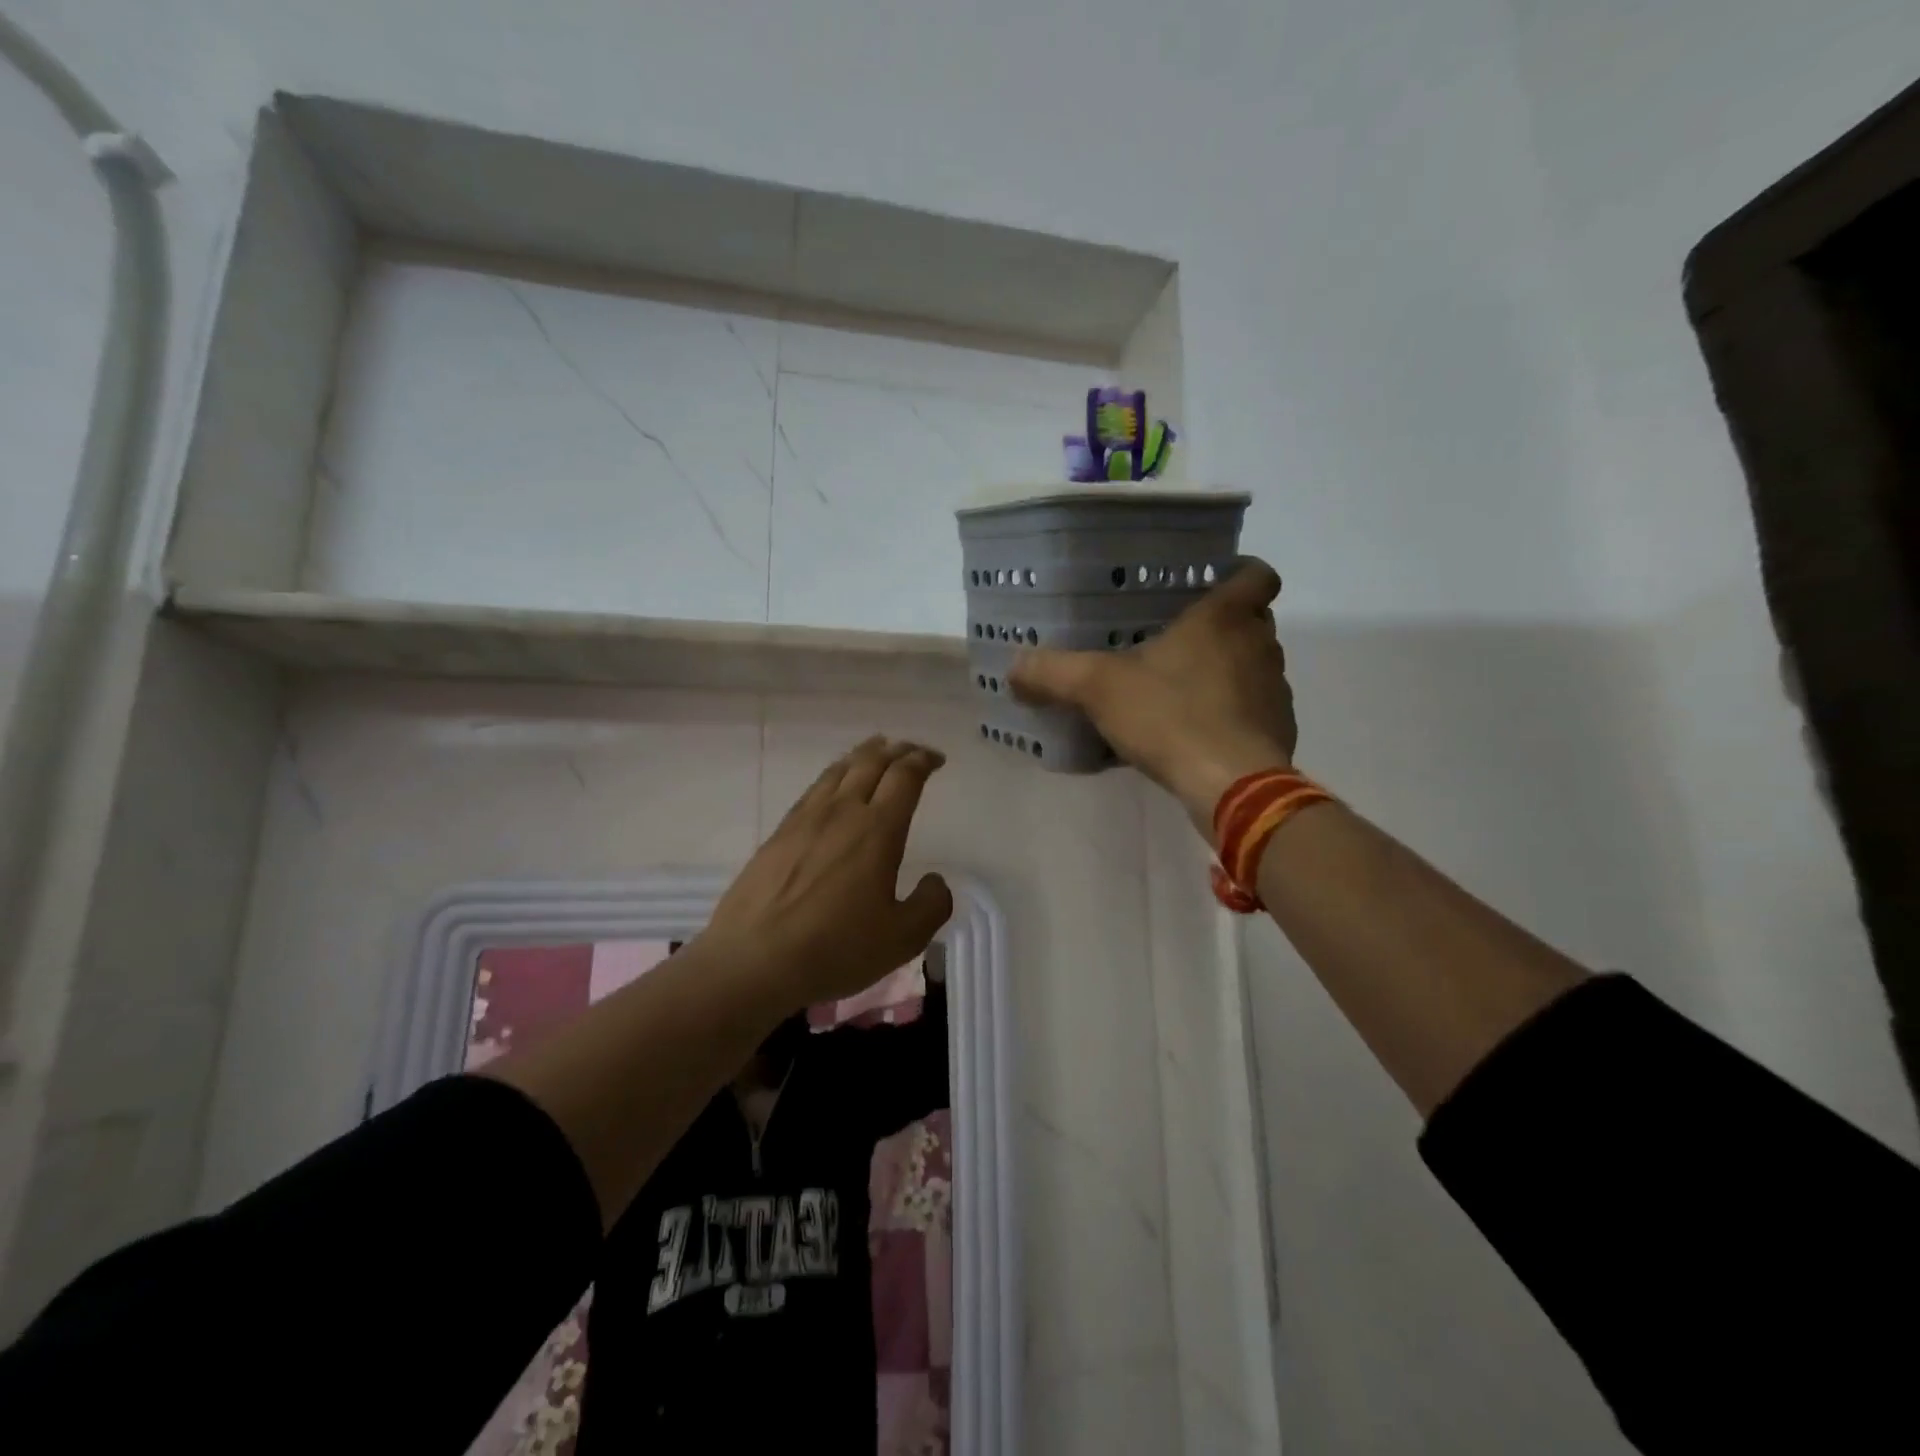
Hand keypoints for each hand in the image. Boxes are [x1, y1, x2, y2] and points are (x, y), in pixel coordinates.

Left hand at [701, 737, 953, 1005]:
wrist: (753, 960)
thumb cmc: (835, 948)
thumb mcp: (902, 938)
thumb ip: (931, 905)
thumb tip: (935, 881)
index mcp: (877, 829)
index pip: (904, 777)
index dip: (923, 761)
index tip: (936, 760)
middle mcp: (842, 812)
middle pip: (871, 762)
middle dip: (897, 750)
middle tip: (911, 751)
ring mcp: (805, 819)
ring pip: (838, 770)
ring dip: (863, 755)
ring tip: (875, 751)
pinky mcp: (779, 833)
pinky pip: (813, 789)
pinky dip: (834, 775)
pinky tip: (833, 787)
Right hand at [1011, 559, 1296, 836]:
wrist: (1232, 785)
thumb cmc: (1170, 716)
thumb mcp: (1098, 689)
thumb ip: (1054, 672)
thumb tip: (1014, 667)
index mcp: (1223, 619)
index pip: (1257, 575)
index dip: (1242, 573)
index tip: (1215, 583)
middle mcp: (1259, 646)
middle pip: (1253, 621)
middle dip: (1223, 627)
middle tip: (1179, 639)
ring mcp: (1275, 690)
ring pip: (1254, 666)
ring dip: (1226, 671)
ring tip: (1181, 690)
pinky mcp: (1278, 731)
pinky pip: (1254, 710)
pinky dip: (1232, 714)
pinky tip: (1196, 733)